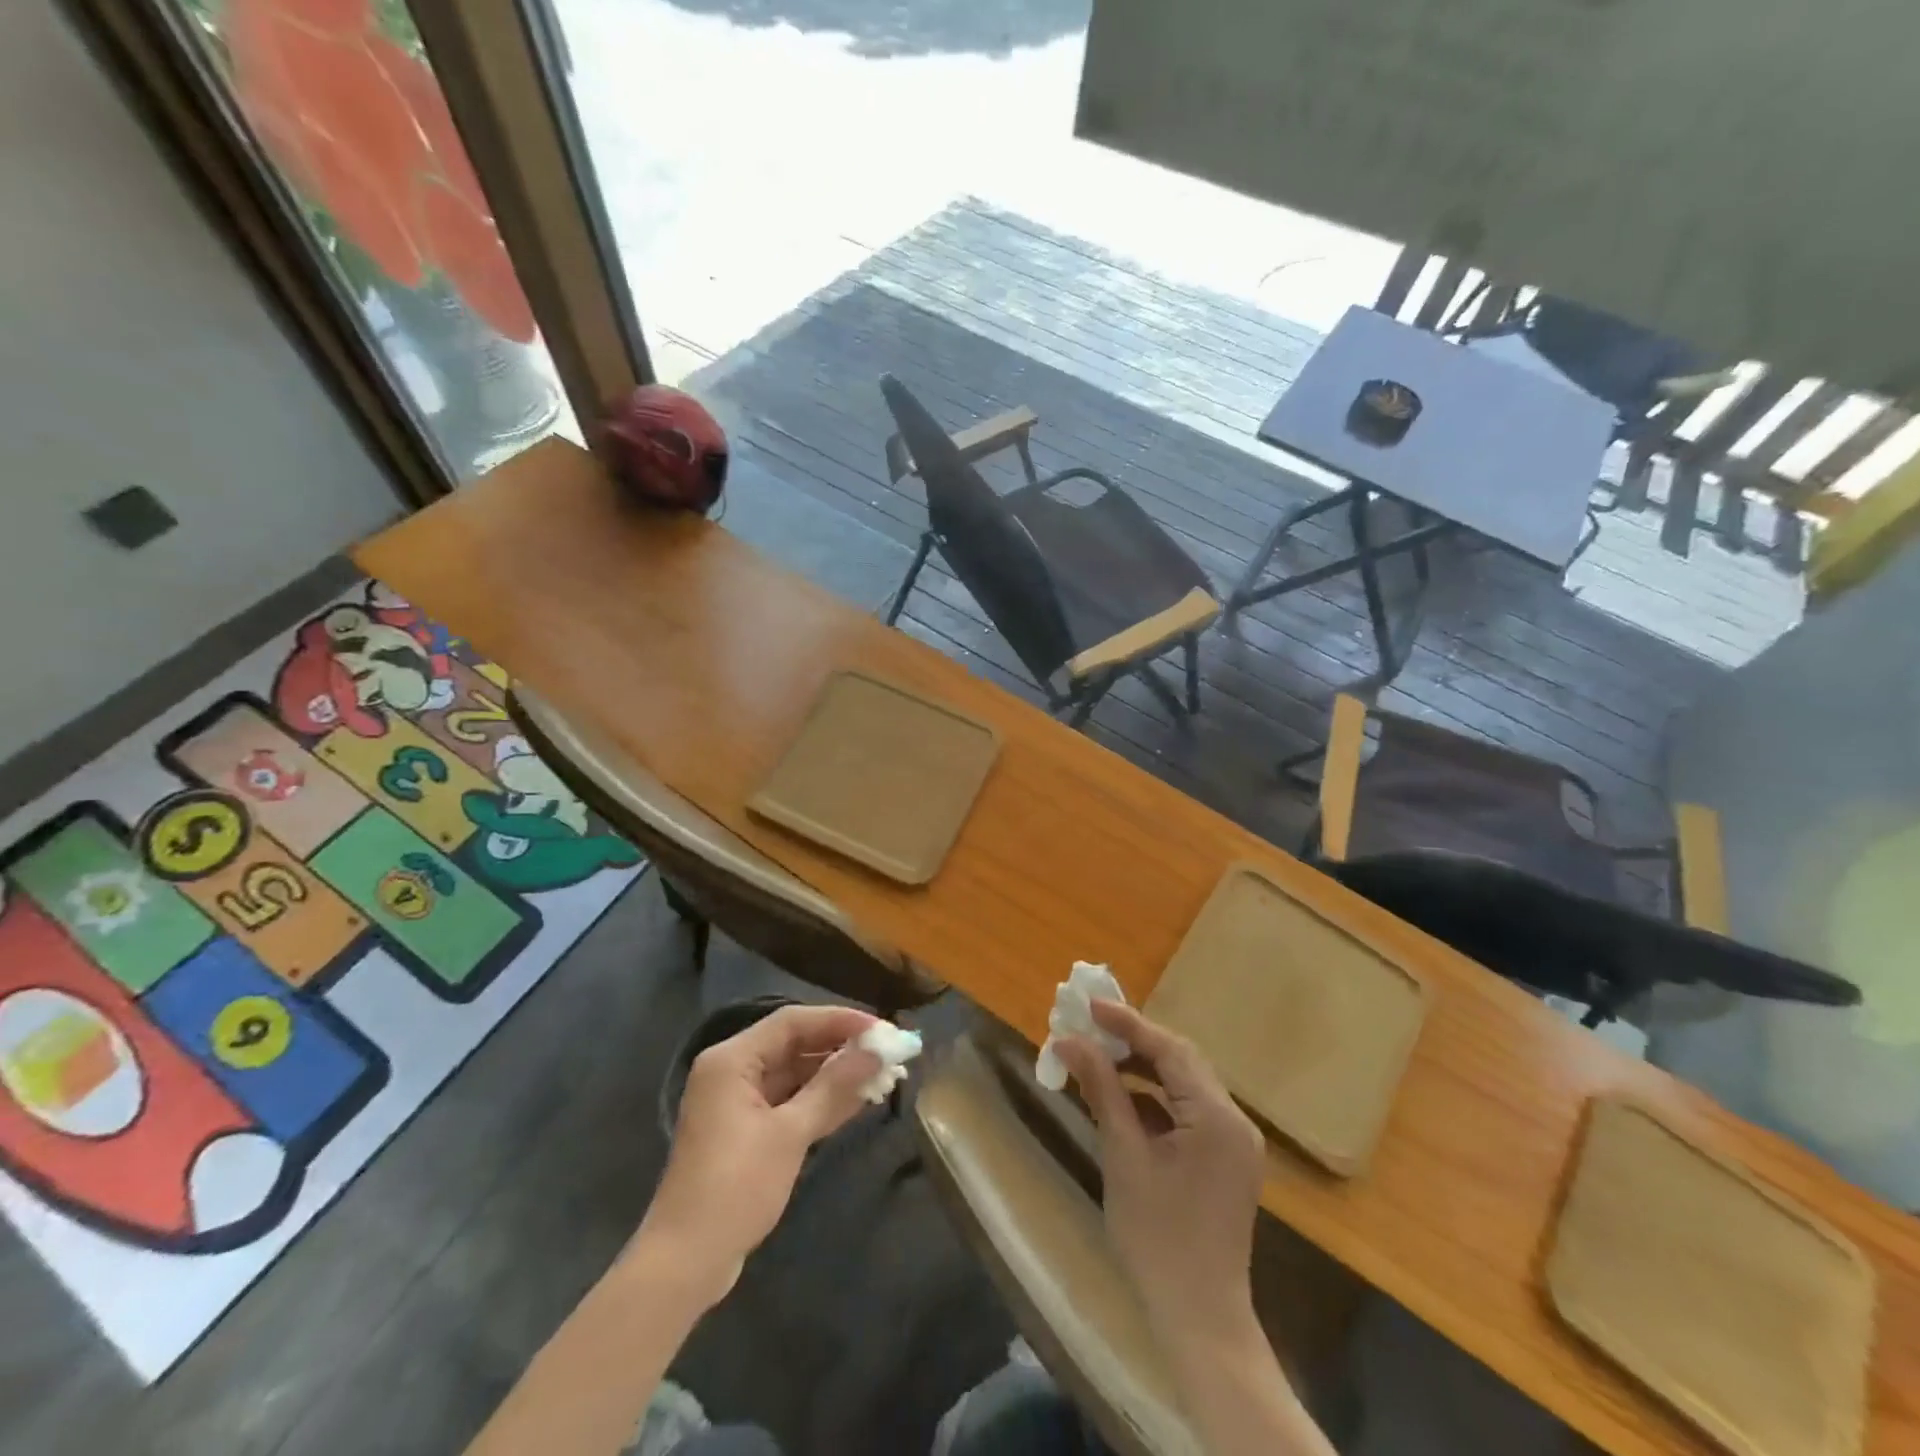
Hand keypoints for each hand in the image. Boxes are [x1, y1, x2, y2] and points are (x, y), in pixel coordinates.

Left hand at [632, 1005, 880, 1302]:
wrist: (685, 1264)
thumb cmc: (735, 1188)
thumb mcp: (789, 1134)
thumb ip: (833, 1088)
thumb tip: (875, 1054)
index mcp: (732, 1060)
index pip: (792, 1021)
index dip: (839, 1020)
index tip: (881, 1029)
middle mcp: (732, 1070)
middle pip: (793, 1043)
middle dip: (840, 1047)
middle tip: (887, 1052)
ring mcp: (737, 1101)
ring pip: (794, 1072)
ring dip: (834, 1074)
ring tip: (880, 1073)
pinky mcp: (745, 1129)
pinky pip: (788, 1099)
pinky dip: (819, 1098)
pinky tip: (855, 1100)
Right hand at [1055, 1001, 1266, 1337]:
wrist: (1200, 1319)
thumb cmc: (1157, 1237)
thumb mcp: (1123, 1156)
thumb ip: (1102, 1090)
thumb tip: (1070, 1041)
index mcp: (1216, 1117)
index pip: (1170, 1050)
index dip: (1128, 1023)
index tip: (1089, 1004)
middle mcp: (1234, 1120)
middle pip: (1181, 1061)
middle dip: (1134, 1041)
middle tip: (1089, 1027)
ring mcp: (1234, 1141)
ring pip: (1184, 1084)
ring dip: (1142, 1068)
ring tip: (1098, 1057)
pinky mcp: (1225, 1159)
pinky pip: (1188, 1111)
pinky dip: (1155, 1099)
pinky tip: (1121, 1100)